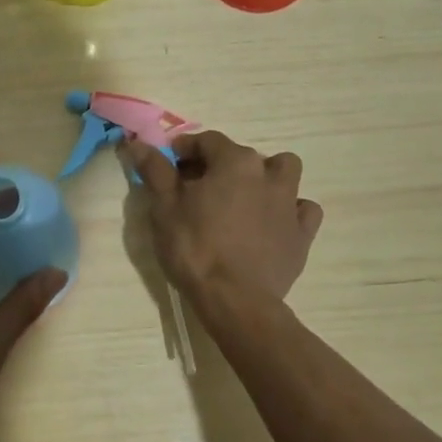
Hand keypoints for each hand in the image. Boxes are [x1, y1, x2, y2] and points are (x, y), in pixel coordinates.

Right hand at [122, 132, 322, 301]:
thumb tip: (138, 143)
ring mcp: (290, 203)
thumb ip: (155, 170)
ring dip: (266, 177)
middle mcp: (267, 173)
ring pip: (284, 172)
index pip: (207, 141)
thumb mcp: (164, 207)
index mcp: (234, 162)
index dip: (186, 149)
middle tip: (199, 188)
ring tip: (244, 198)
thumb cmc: (194, 248)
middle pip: (242, 155)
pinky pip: (303, 209)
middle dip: (220, 164)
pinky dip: (290, 210)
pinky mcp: (302, 233)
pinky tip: (273, 223)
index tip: (171, 165)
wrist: (235, 300)